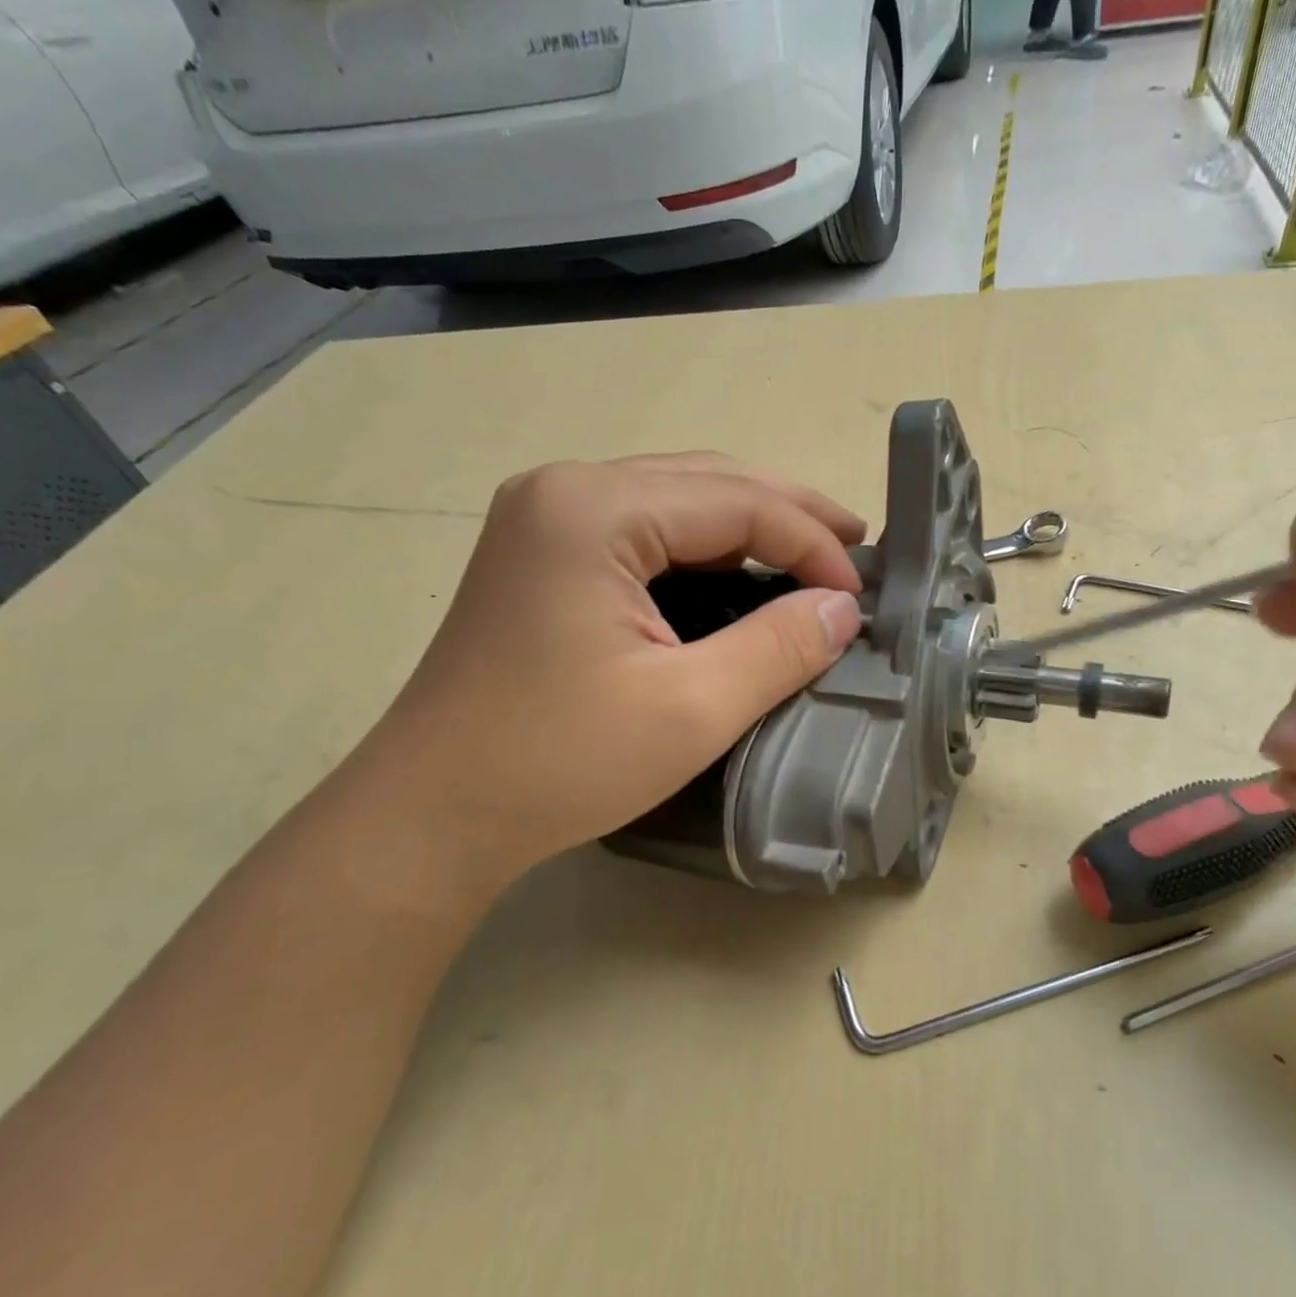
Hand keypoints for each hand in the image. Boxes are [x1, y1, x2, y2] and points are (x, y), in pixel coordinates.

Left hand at [355, 453, 866, 900]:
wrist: (434, 814)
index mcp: (594, 509)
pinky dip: (703, 550)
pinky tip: (739, 577)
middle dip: (788, 515)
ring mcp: (545, 519)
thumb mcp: (692, 709)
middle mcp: (565, 490)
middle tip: (855, 550)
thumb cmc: (560, 763)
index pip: (737, 501)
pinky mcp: (541, 556)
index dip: (812, 542)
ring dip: (747, 527)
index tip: (861, 597)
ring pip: (676, 500)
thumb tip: (843, 608)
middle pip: (706, 481)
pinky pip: (644, 531)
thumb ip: (779, 647)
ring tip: (811, 559)